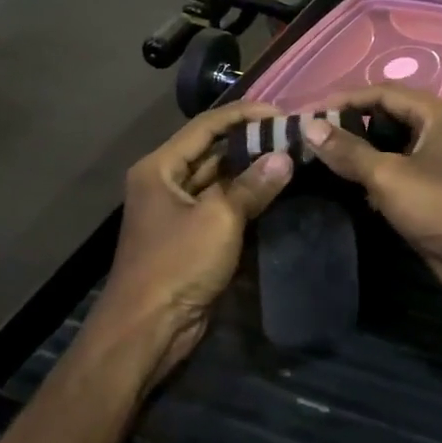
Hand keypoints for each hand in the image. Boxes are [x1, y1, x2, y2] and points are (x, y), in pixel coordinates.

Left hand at [97, 102, 291, 388]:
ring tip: (292, 158)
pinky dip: (245, 200)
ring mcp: (177, 211)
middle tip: (293, 136)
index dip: (244, 115)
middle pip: (212, 152)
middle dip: (250, 143)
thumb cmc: (177, 264)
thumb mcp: (218, 219)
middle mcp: (165, 183)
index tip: (282, 113)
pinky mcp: (190, 238)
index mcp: (159, 168)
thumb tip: (285, 158)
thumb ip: (252, 186)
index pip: (206, 126)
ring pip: (219, 181)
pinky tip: (276, 193)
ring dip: (250, 172)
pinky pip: (221, 208)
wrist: (148, 329)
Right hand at [303, 87, 441, 318]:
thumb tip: (309, 126)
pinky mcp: (439, 193)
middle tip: (309, 140)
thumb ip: (349, 151)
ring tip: (320, 162)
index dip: (342, 101)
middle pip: (387, 118)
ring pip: (393, 149)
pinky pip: (401, 175)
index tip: (306, 115)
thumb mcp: (391, 177)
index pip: (382, 93)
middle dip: (349, 128)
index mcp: (439, 114)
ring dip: (361, 155)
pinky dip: (376, 178)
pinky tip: (348, 189)